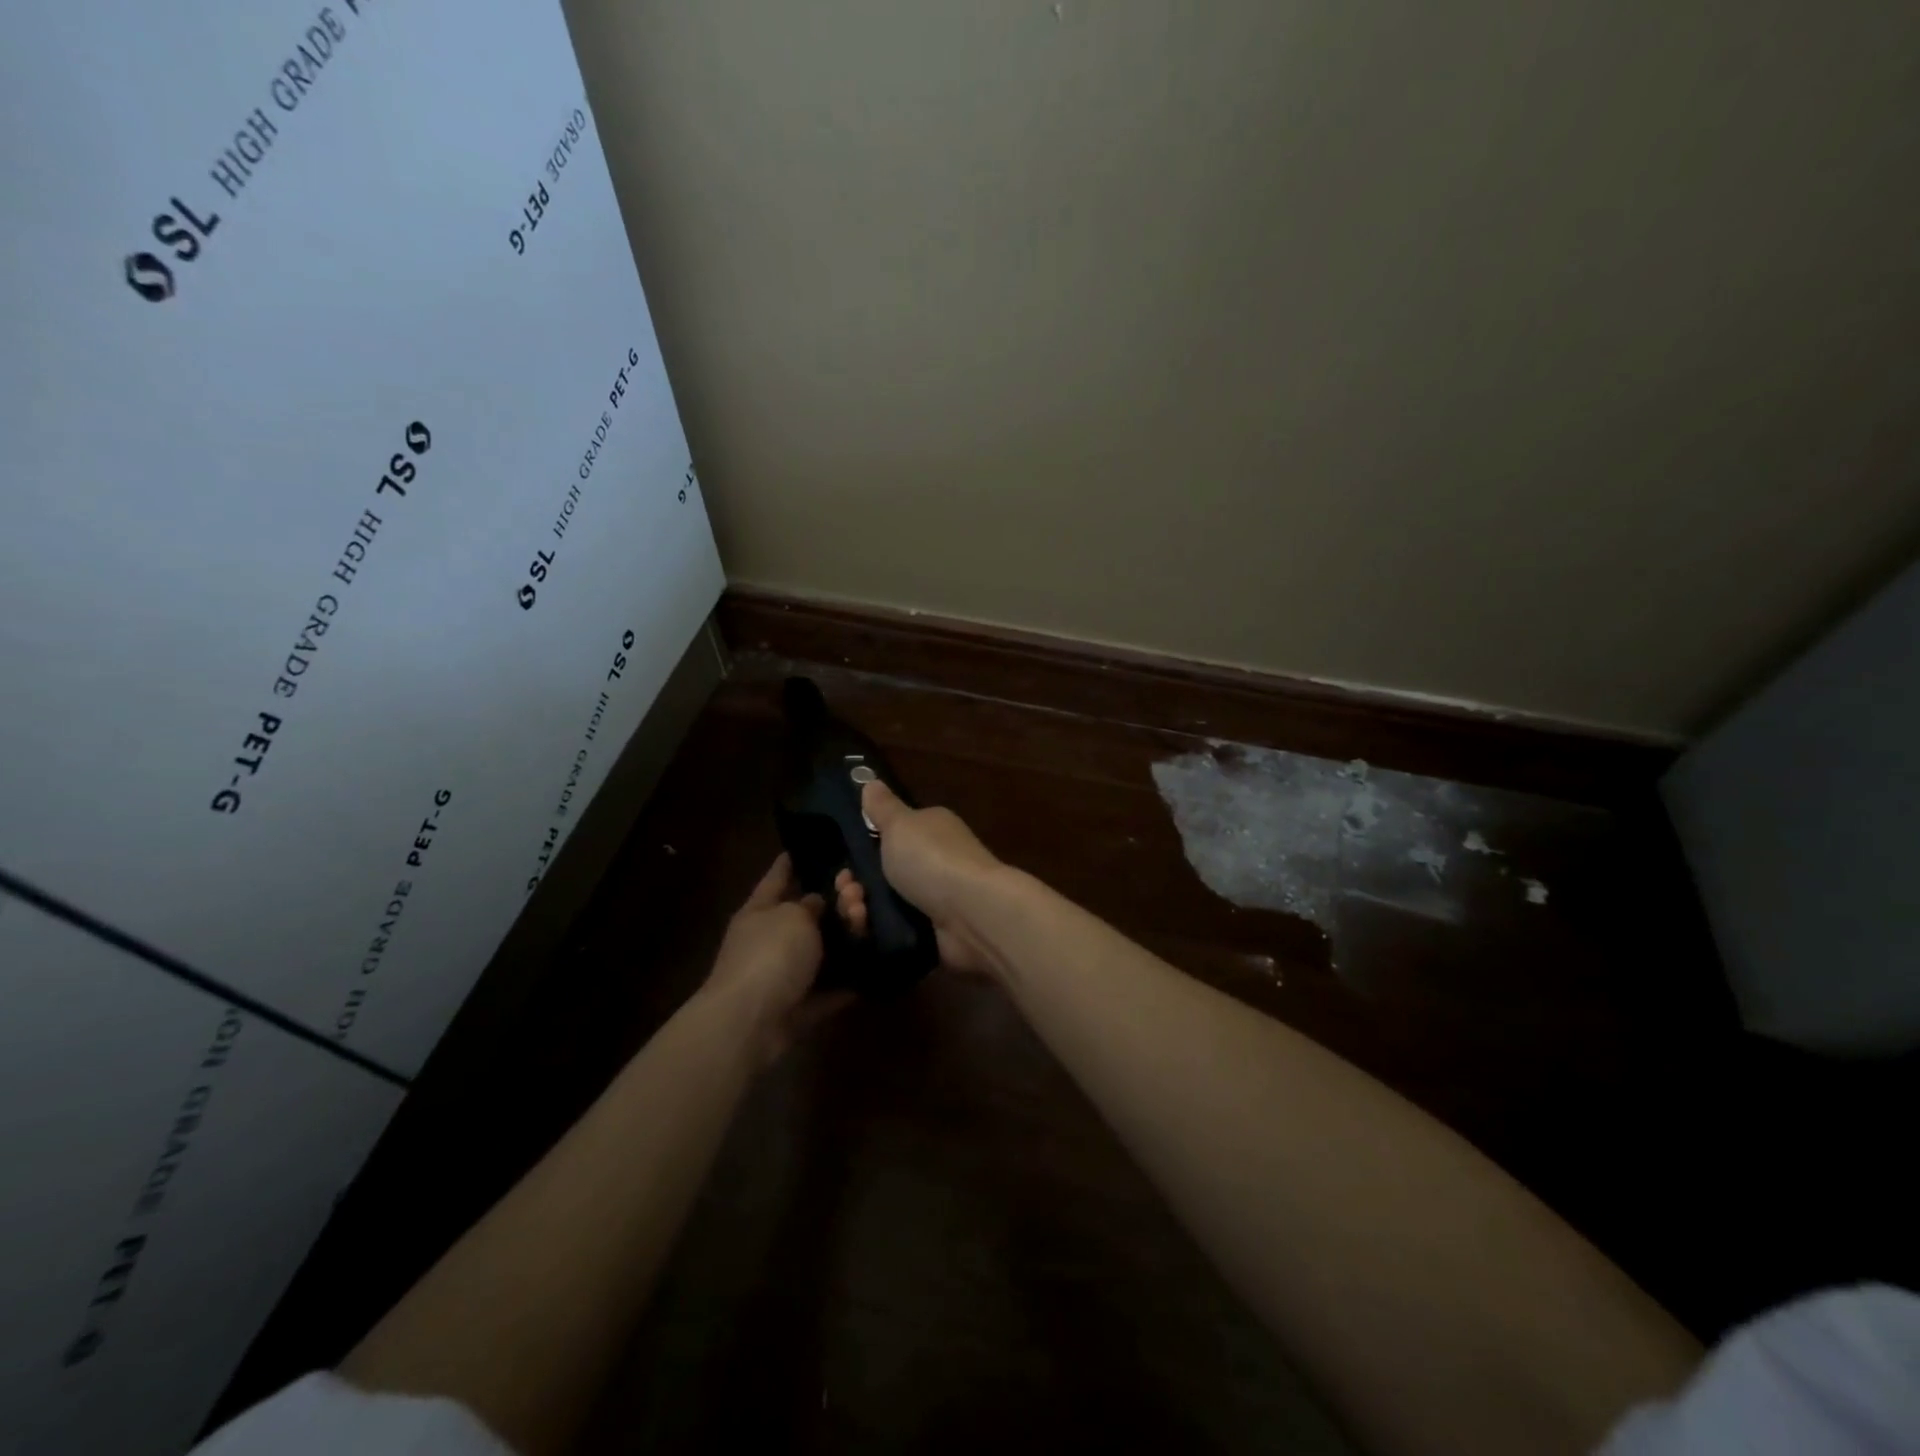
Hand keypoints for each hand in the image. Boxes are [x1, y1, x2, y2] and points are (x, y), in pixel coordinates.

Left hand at [706, 854, 851, 1064]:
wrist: (751, 1023)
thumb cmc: (770, 955)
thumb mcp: (794, 916)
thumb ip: (812, 904)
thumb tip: (818, 903)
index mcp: (761, 909)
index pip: (779, 875)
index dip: (794, 860)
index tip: (815, 845)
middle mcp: (772, 938)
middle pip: (809, 913)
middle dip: (837, 899)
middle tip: (861, 889)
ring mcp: (786, 973)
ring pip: (824, 948)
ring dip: (848, 935)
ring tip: (868, 920)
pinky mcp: (801, 1004)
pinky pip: (832, 986)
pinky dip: (851, 977)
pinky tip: (878, 959)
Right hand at [836, 781, 1003, 975]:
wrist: (972, 914)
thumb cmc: (933, 859)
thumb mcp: (901, 824)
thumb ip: (883, 807)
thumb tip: (871, 781)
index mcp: (929, 831)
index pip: (889, 837)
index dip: (861, 851)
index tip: (844, 864)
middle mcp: (933, 863)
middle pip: (880, 875)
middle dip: (854, 885)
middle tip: (848, 892)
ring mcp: (932, 900)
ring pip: (882, 905)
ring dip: (859, 910)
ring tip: (857, 914)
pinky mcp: (931, 933)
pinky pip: (892, 931)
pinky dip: (874, 931)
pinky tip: (864, 930)